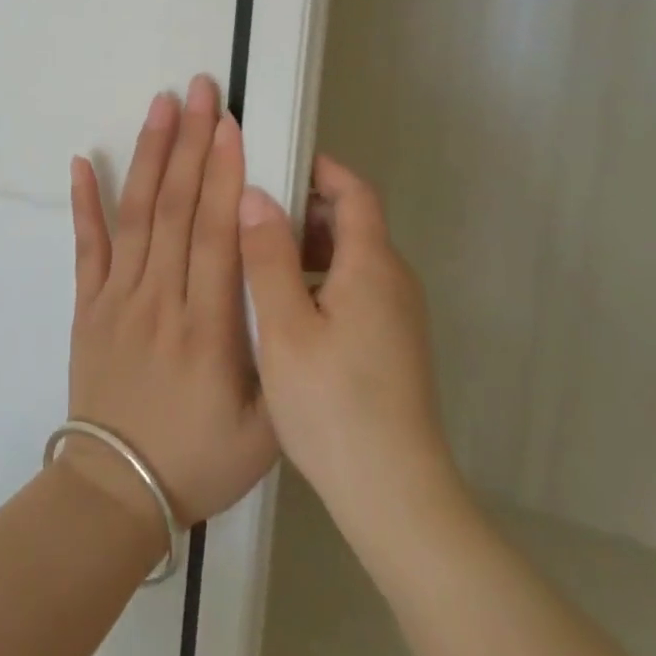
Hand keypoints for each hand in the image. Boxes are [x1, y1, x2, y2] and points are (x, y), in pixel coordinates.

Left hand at [66, 75, 278, 529]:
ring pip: (135, 216)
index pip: (214, 235)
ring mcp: (116, 299)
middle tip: (200, 90)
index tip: (230, 125)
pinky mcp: (87, 306)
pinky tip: (81, 161)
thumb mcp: (266, 430)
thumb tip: (289, 290)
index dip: (222, 175)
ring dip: (148, 156)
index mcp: (206, 328)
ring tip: (159, 106)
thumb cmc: (198, 461)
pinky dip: (84, 202)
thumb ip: (280, 360)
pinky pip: (85, 247)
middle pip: (175, 209)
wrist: (114, 491)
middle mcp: (159, 300)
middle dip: (191, 144)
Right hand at [239, 156, 458, 549]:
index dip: (320, 170)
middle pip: (355, 223)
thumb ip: (267, 257)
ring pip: (354, 259)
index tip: (278, 162)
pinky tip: (288, 312)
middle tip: (254, 216)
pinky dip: (323, 280)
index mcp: (372, 265)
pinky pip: (359, 289)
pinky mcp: (396, 344)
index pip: (354, 192)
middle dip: (307, 209)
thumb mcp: (284, 327)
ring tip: (261, 263)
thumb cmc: (333, 404)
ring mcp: (400, 315)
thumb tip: (256, 195)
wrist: (395, 492)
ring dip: (311, 248)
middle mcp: (395, 280)